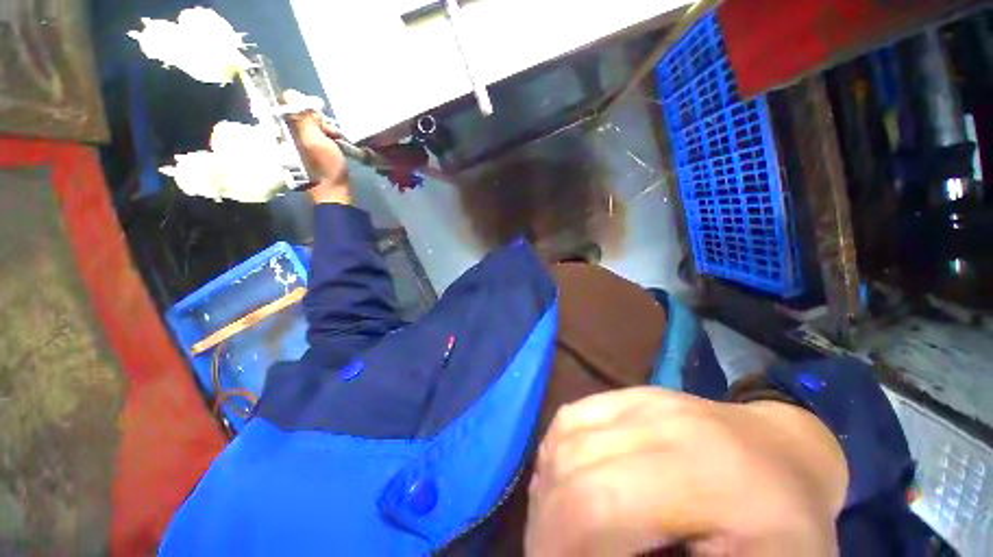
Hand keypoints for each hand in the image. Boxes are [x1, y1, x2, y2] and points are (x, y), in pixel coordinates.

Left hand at [289, 109, 350, 204]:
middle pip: (303, 114)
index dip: (305, 108)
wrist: (335, 190)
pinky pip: (320, 134)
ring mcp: (302, 142)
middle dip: (320, 121)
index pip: (289, 106)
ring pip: (314, 124)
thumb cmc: (326, 167)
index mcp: (285, 131)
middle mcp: (290, 134)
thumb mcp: (315, 140)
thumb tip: (290, 94)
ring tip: (336, 139)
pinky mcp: (313, 148)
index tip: (319, 118)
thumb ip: (303, 118)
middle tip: (330, 132)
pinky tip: (337, 143)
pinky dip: (330, 136)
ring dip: (327, 129)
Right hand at [526, 388, 847, 555]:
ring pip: (566, 436)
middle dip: (547, 520)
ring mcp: (642, 399)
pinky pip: (572, 416)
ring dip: (547, 484)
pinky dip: (555, 449)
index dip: (559, 545)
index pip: (598, 505)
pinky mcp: (630, 393)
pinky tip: (562, 476)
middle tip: (549, 553)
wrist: (787, 451)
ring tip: (554, 521)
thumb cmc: (788, 530)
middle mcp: (663, 424)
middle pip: (573, 466)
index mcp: (705, 478)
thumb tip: (600, 556)